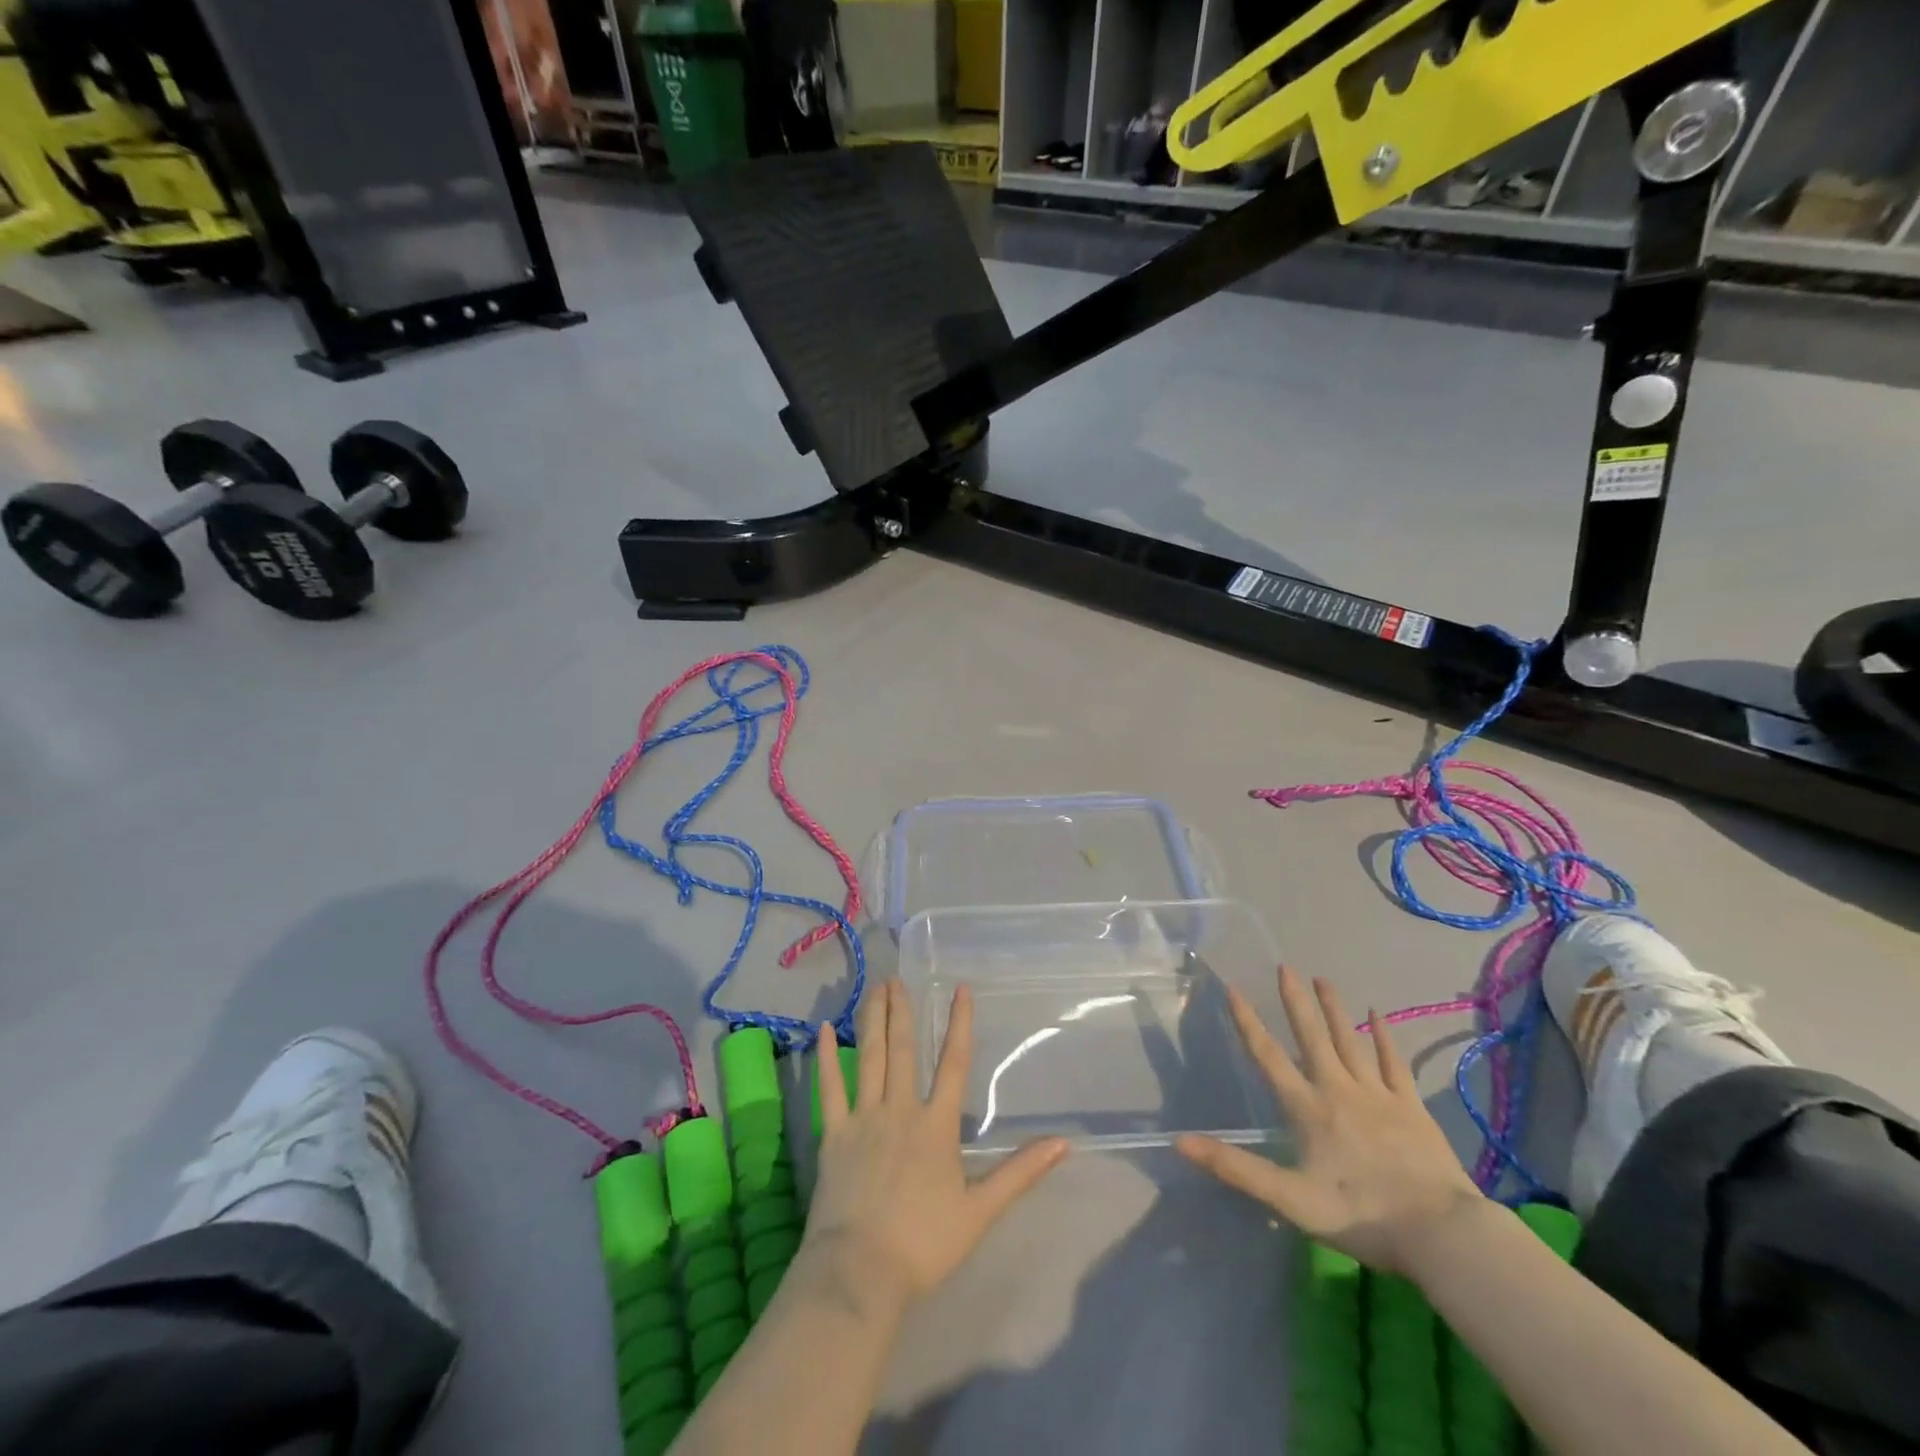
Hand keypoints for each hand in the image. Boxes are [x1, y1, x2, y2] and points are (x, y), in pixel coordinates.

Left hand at [807, 979, 1069, 1305]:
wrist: (860, 1272)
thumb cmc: (923, 1244)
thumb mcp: (980, 1212)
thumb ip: (1020, 1173)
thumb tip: (1063, 1144)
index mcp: (936, 1126)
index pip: (953, 1064)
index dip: (959, 1024)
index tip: (961, 989)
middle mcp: (900, 1110)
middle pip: (902, 1050)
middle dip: (901, 1011)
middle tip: (897, 977)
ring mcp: (863, 1118)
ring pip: (869, 1058)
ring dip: (872, 1021)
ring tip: (874, 989)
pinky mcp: (833, 1134)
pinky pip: (828, 1088)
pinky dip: (825, 1058)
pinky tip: (823, 1029)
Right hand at [1176, 966, 1481, 1273]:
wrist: (1441, 1233)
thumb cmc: (1360, 1216)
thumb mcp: (1290, 1199)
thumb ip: (1236, 1168)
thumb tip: (1180, 1142)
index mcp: (1308, 1109)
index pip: (1269, 1056)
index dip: (1248, 1022)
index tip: (1235, 988)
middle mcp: (1338, 1090)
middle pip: (1312, 1037)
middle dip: (1295, 1001)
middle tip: (1285, 966)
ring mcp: (1378, 1095)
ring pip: (1350, 1041)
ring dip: (1334, 1009)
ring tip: (1322, 979)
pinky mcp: (1411, 1107)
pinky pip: (1393, 1063)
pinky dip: (1385, 1036)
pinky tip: (1378, 1014)